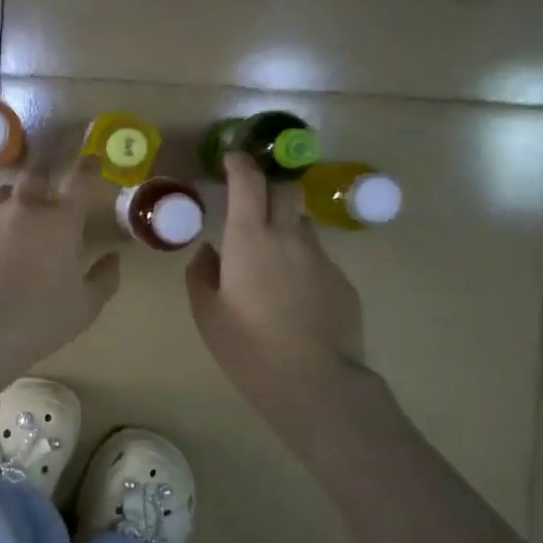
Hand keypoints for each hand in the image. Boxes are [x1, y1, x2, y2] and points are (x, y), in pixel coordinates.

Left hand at [0, 156, 121, 365]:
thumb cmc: (40, 319)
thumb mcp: (85, 307)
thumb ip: (104, 278)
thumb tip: (113, 258)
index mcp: (60, 220)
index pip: (80, 179)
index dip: (88, 166)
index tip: (91, 159)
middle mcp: (23, 208)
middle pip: (36, 174)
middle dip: (45, 175)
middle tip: (48, 188)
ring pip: (1, 195)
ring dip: (13, 202)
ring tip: (14, 222)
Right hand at [187, 152, 369, 447]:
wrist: (315, 383)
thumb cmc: (249, 347)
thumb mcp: (207, 314)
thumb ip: (202, 274)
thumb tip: (210, 252)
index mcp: (249, 238)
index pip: (248, 181)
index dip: (240, 164)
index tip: (232, 159)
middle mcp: (288, 236)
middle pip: (285, 189)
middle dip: (269, 185)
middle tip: (252, 201)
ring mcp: (321, 257)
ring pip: (301, 224)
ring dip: (284, 227)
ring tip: (270, 259)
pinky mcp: (341, 280)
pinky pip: (316, 258)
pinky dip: (300, 263)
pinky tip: (293, 296)